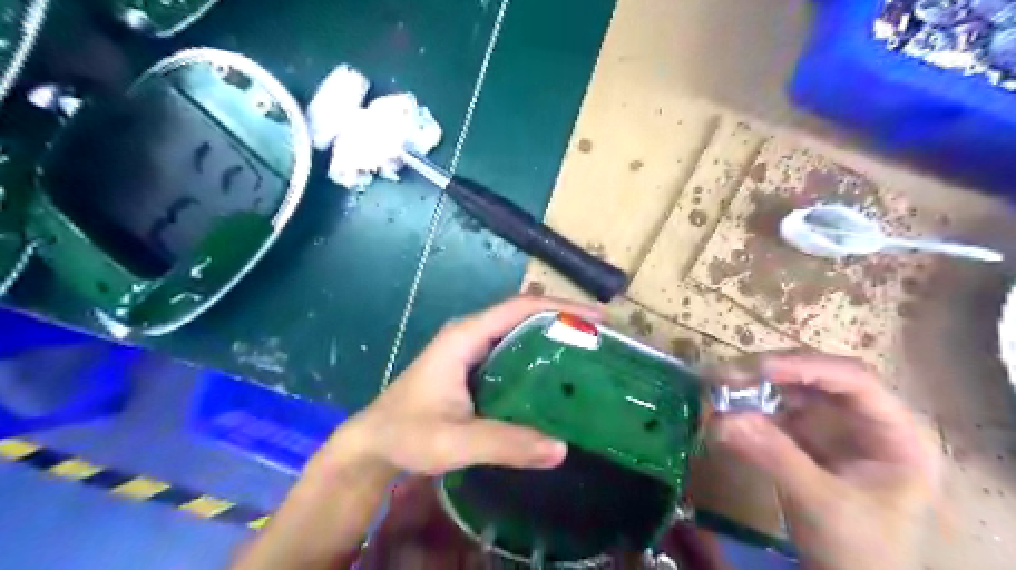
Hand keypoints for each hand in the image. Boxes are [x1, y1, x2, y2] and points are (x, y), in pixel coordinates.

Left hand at [331, 296, 596, 477]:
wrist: (374, 442)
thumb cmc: (407, 434)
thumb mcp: (454, 441)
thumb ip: (504, 443)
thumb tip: (562, 448)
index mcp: (465, 336)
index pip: (520, 308)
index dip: (560, 307)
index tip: (598, 317)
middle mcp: (470, 333)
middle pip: (524, 314)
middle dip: (564, 318)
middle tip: (603, 336)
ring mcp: (471, 348)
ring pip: (520, 330)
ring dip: (553, 334)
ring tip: (590, 350)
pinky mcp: (473, 365)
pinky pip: (513, 350)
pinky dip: (539, 353)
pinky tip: (558, 373)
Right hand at [710, 354, 939, 569]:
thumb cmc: (859, 550)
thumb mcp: (822, 504)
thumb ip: (775, 458)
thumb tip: (723, 419)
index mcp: (897, 433)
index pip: (854, 380)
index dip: (807, 367)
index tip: (759, 369)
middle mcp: (865, 419)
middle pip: (817, 377)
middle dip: (769, 373)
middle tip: (724, 375)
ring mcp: (835, 425)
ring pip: (792, 388)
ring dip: (753, 385)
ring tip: (717, 387)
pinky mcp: (807, 435)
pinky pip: (776, 409)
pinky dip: (749, 407)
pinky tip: (725, 409)